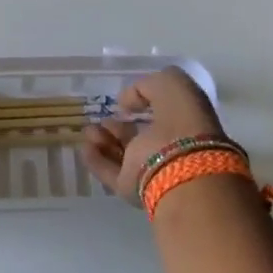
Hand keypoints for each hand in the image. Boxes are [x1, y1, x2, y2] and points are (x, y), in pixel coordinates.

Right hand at [81, 66, 227, 203]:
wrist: (178, 165)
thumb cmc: (182, 119)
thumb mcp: (171, 84)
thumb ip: (147, 85)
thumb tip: (126, 103)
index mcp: (186, 126)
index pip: (163, 114)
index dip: (145, 105)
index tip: (126, 101)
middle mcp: (170, 149)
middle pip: (140, 136)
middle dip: (120, 125)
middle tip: (105, 116)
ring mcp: (150, 170)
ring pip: (123, 154)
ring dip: (105, 140)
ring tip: (90, 129)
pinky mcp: (130, 188)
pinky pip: (109, 171)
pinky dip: (96, 159)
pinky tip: (85, 146)